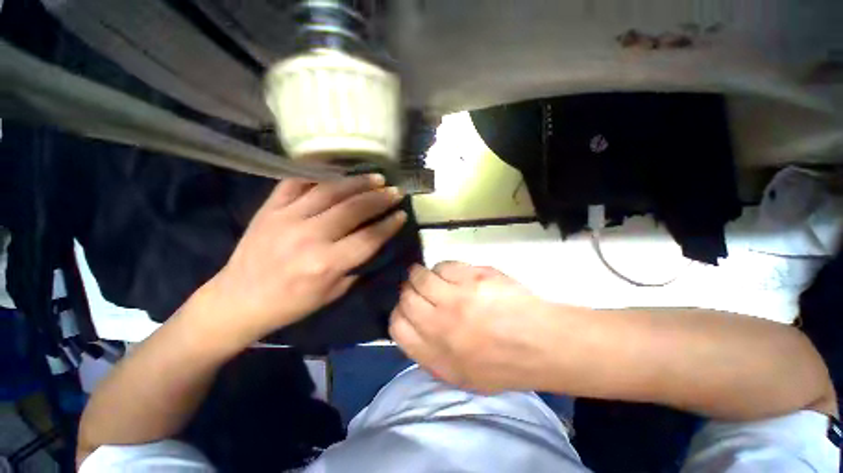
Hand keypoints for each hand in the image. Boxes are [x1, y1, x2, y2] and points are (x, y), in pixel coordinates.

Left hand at [200, 175, 406, 344]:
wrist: (237, 299)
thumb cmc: (290, 303)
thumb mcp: (332, 294)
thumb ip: (354, 265)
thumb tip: (373, 241)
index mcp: (326, 264)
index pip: (369, 238)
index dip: (389, 224)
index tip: (402, 214)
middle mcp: (309, 237)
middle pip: (354, 209)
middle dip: (380, 198)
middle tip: (395, 191)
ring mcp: (287, 218)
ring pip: (330, 191)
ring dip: (357, 182)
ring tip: (376, 177)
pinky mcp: (269, 208)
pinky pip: (296, 182)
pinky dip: (318, 173)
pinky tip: (336, 169)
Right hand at [389, 262, 565, 392]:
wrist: (540, 344)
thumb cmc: (503, 364)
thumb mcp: (460, 376)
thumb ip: (430, 354)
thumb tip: (414, 327)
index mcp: (435, 354)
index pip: (397, 326)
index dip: (399, 313)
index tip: (407, 307)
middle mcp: (439, 325)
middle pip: (406, 297)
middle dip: (409, 290)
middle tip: (418, 287)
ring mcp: (455, 299)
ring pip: (420, 276)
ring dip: (421, 274)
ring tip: (432, 276)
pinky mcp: (471, 279)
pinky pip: (444, 265)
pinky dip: (444, 268)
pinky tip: (454, 274)